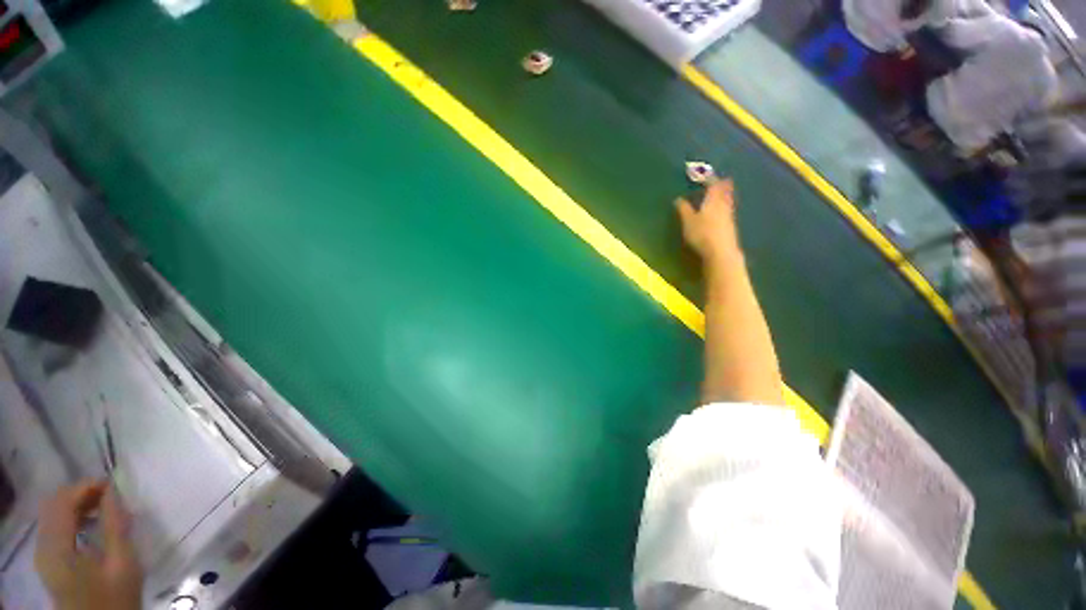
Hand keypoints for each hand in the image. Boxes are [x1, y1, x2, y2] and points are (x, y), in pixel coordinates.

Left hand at [36, 481, 141, 609]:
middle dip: (81, 494)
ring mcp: (43, 554)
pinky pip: (54, 527)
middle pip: (54, 506)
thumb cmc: (114, 597)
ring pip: (53, 514)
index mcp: (57, 547)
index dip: (86, 487)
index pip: (63, 501)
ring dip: (77, 504)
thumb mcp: (122, 563)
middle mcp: (43, 546)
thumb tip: (113, 492)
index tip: (113, 485)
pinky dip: (72, 517)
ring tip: (103, 507)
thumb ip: (116, 525)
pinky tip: (90, 525)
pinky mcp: (48, 560)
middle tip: (110, 495)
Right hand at [675, 178, 741, 265]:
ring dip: (726, 195)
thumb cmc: (702, 234)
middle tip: (723, 180)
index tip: (707, 174)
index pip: (713, 185)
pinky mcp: (730, 227)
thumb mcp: (688, 221)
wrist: (720, 251)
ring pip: (728, 201)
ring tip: (725, 192)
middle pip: (725, 192)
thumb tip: (678, 199)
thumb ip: (684, 209)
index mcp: (712, 201)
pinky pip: (729, 210)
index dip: (710, 179)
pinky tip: (725, 210)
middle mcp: (723, 205)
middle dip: (723, 185)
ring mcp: (729, 216)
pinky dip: (727, 206)